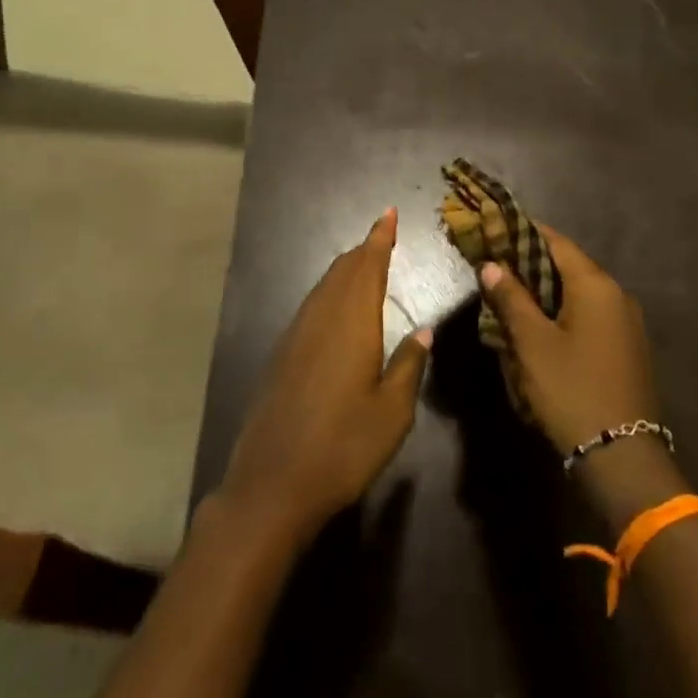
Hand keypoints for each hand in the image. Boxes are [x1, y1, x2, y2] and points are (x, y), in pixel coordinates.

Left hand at [219, 209, 431, 546]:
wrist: (272, 483)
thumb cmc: (343, 447)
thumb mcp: (393, 412)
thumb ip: (409, 364)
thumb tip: (424, 330)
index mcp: (352, 323)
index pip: (368, 266)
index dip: (380, 238)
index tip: (389, 213)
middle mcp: (321, 318)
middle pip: (343, 270)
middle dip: (364, 251)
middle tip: (383, 237)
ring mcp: (296, 335)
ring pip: (324, 287)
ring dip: (346, 271)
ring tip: (364, 264)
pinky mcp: (282, 354)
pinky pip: (312, 306)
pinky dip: (330, 293)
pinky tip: (337, 309)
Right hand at [478, 227, 658, 457]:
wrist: (622, 454)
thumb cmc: (571, 388)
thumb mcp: (531, 343)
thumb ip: (511, 298)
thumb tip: (492, 265)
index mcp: (596, 285)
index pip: (556, 242)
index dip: (524, 232)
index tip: (495, 229)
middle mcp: (616, 295)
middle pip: (568, 266)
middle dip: (531, 263)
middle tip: (495, 265)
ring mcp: (625, 322)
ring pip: (578, 292)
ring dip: (545, 290)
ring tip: (510, 295)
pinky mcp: (625, 346)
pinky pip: (589, 314)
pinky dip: (562, 311)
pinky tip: (538, 325)